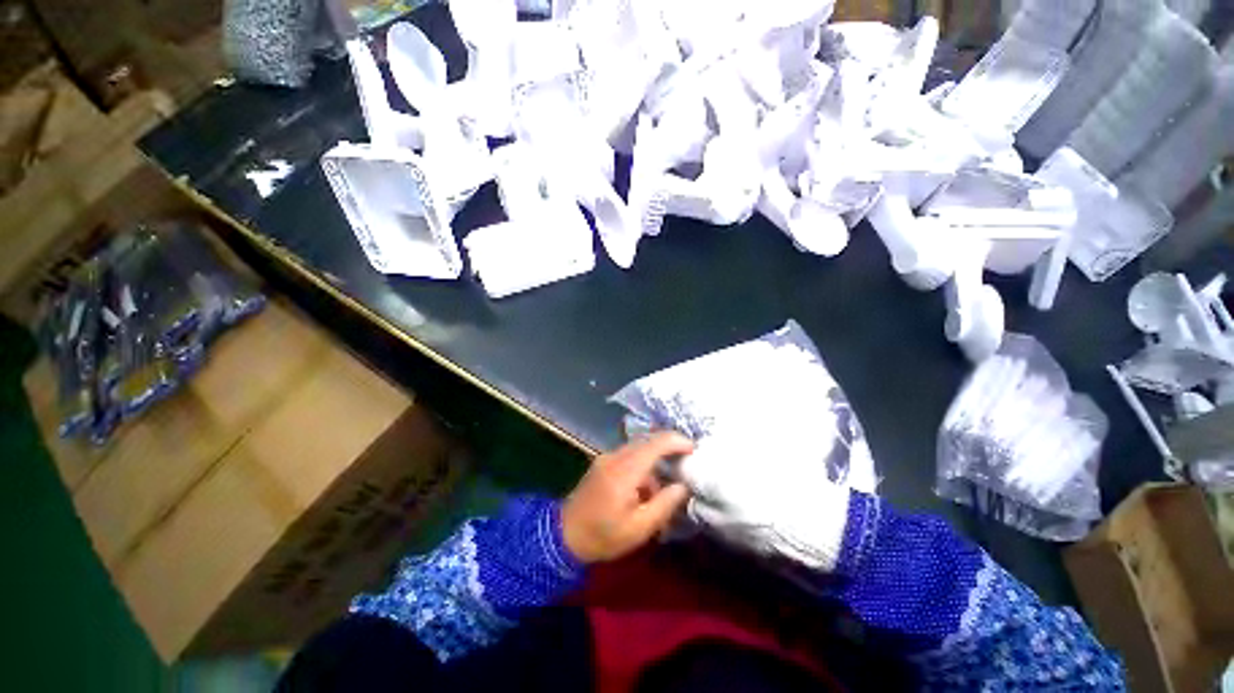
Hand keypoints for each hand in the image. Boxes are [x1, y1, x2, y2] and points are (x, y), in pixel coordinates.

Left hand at [561, 432, 694, 563]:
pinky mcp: (603, 461)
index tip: (695, 450)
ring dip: (657, 456)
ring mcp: (607, 456)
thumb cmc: (603, 536)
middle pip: (648, 440)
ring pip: (639, 446)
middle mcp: (616, 456)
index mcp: (625, 470)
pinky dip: (644, 462)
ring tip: (670, 477)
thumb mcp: (639, 528)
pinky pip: (630, 453)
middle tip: (688, 462)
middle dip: (670, 446)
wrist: (563, 535)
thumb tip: (683, 485)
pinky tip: (649, 483)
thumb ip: (665, 504)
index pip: (656, 443)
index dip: (677, 441)